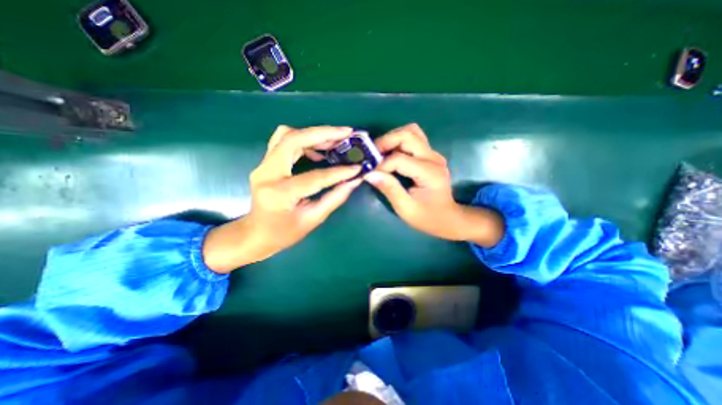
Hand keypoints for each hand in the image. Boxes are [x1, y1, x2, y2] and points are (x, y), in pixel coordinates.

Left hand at [202, 126, 359, 272]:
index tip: (357, 167)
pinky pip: (284, 141)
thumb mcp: (313, 219)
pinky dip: (304, 139)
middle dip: (323, 133)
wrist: (255, 233)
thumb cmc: (284, 233)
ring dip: (313, 134)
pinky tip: (319, 150)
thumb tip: (354, 181)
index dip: (339, 172)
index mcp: (280, 193)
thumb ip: (334, 198)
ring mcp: (263, 165)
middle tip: (346, 133)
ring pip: (287, 135)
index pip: (315, 177)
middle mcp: (267, 173)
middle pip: (293, 140)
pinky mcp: (266, 163)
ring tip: (336, 140)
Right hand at [367, 124, 503, 244]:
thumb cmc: (427, 217)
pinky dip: (399, 142)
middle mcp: (433, 158)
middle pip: (407, 134)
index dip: (382, 165)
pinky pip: (413, 138)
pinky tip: (391, 154)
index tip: (371, 175)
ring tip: (381, 153)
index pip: (399, 158)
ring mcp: (433, 154)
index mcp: (429, 172)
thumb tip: (369, 174)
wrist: (447, 218)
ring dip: (392, 139)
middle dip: (385, 142)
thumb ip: (389, 189)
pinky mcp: (430, 155)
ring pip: (411, 131)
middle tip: (372, 156)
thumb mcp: (406, 208)